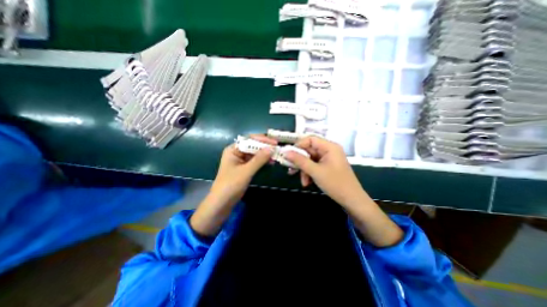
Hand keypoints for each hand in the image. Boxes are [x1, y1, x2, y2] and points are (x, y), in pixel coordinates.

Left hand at [191, 135, 275, 236]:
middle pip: (252, 145)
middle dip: (265, 147)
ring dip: (265, 154)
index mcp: (233, 150)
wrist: (222, 203)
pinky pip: (255, 161)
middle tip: (277, 148)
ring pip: (255, 154)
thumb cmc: (231, 185)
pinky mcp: (244, 168)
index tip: (274, 142)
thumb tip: (272, 148)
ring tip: (276, 155)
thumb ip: (259, 159)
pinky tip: (271, 162)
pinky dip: (263, 161)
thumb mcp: (246, 171)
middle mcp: (237, 153)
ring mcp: (241, 161)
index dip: (262, 139)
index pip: (249, 139)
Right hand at [285, 137, 402, 246]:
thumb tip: (285, 152)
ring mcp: (328, 159)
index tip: (288, 154)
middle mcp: (329, 150)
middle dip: (300, 161)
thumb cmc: (335, 183)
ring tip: (303, 181)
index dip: (298, 145)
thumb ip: (299, 161)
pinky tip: (307, 182)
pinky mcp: (327, 166)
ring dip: (304, 170)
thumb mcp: (315, 171)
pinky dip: (309, 173)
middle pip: (309, 150)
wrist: (351, 200)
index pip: (310, 139)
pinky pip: (314, 166)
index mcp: (329, 147)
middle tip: (290, 169)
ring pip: (310, 159)